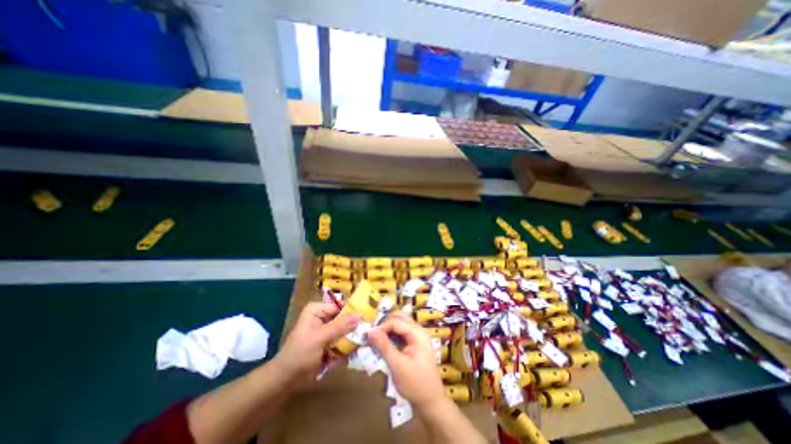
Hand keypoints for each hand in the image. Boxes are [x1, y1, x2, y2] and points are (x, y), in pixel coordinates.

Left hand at [273, 302, 358, 387]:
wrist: (284, 381)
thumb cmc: (299, 354)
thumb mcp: (320, 338)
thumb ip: (340, 326)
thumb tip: (360, 315)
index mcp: (318, 310)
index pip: (341, 306)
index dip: (353, 313)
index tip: (366, 321)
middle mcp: (323, 317)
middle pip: (345, 320)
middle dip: (351, 332)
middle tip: (361, 339)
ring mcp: (326, 331)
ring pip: (345, 333)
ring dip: (346, 345)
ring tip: (343, 354)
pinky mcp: (328, 343)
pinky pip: (341, 343)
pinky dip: (340, 353)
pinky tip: (332, 362)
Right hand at [366, 313, 443, 408]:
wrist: (430, 402)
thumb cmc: (415, 384)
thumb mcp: (397, 366)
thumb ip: (384, 346)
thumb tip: (370, 331)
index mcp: (417, 333)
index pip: (396, 321)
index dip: (382, 327)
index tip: (369, 337)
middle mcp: (418, 330)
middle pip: (399, 318)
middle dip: (385, 324)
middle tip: (372, 335)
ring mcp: (417, 336)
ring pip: (400, 324)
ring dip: (388, 328)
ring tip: (376, 338)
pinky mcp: (415, 343)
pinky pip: (402, 332)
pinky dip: (392, 334)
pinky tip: (384, 343)